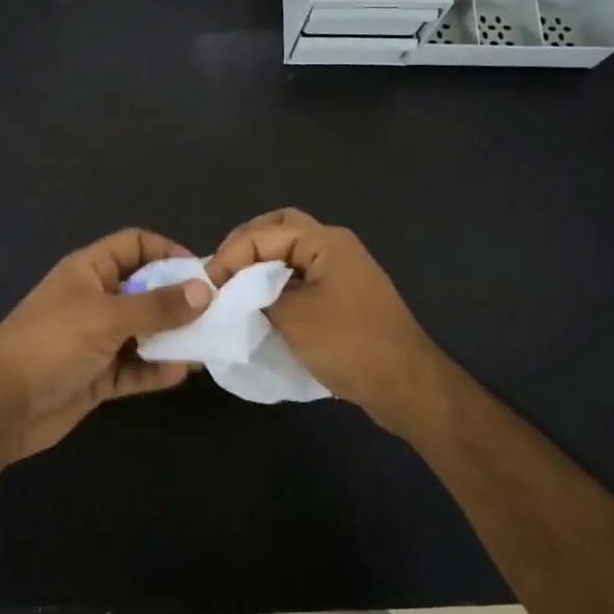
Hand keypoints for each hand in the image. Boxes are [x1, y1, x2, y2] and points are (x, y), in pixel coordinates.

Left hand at [0, 228, 210, 460]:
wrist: (0, 407)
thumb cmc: (51, 344)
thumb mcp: (106, 317)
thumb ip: (157, 306)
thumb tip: (204, 290)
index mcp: (89, 271)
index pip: (135, 245)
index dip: (167, 252)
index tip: (199, 274)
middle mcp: (95, 299)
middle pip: (144, 289)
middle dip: (178, 299)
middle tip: (214, 313)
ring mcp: (95, 339)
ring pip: (143, 331)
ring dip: (171, 338)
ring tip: (204, 346)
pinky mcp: (97, 375)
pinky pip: (133, 367)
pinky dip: (154, 370)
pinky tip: (178, 374)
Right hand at [208, 209, 445, 434]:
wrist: (405, 385)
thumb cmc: (349, 345)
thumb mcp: (292, 318)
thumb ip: (256, 296)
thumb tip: (233, 291)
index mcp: (325, 242)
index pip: (264, 234)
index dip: (231, 255)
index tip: (208, 285)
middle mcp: (335, 246)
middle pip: (280, 228)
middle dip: (246, 245)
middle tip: (221, 271)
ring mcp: (342, 270)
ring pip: (292, 250)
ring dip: (261, 261)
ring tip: (234, 285)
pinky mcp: (344, 294)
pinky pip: (302, 273)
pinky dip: (277, 280)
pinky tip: (260, 301)